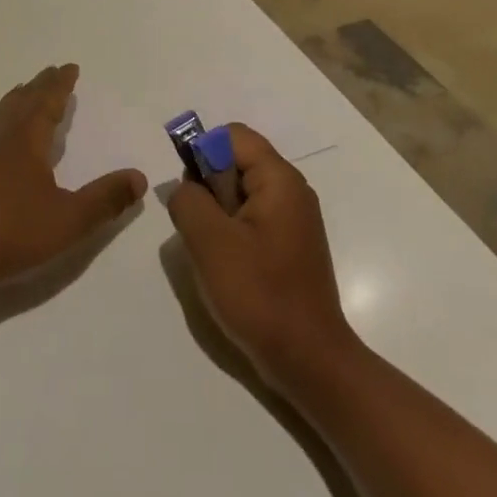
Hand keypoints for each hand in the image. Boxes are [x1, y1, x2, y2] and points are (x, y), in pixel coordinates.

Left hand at [0, 65, 146, 294]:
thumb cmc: (13, 233)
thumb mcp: (70, 220)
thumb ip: (106, 199)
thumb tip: (139, 177)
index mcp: (26, 138)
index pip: (47, 100)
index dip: (61, 84)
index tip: (70, 67)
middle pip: (22, 99)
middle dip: (40, 85)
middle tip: (52, 73)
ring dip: (16, 99)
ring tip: (25, 94)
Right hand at [167, 124, 360, 392]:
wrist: (309, 361)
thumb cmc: (260, 295)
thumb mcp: (210, 242)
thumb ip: (188, 200)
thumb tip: (187, 188)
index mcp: (279, 180)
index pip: (233, 136)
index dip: (202, 152)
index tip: (191, 194)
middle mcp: (291, 191)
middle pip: (236, 162)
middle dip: (208, 187)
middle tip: (200, 229)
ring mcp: (292, 219)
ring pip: (239, 192)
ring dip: (216, 213)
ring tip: (211, 252)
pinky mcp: (288, 245)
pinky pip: (250, 219)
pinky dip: (230, 232)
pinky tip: (226, 266)